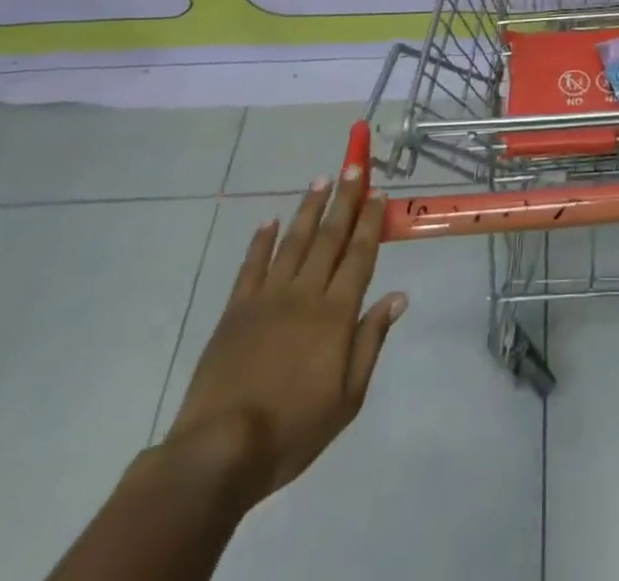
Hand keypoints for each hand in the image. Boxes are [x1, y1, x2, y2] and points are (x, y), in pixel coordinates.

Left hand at [163, 169, 406, 509]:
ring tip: (320, 180)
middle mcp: (305, 293)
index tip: (379, 193)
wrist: (219, 451)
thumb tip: (398, 296)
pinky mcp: (235, 310)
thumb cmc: (293, 430)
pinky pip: (252, 266)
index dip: (370, 222)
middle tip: (353, 167)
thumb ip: (371, 341)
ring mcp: (267, 298)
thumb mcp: (348, 398)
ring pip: (293, 241)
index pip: (360, 254)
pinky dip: (262, 241)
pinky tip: (270, 221)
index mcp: (336, 313)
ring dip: (308, 209)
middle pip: (329, 237)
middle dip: (344, 200)